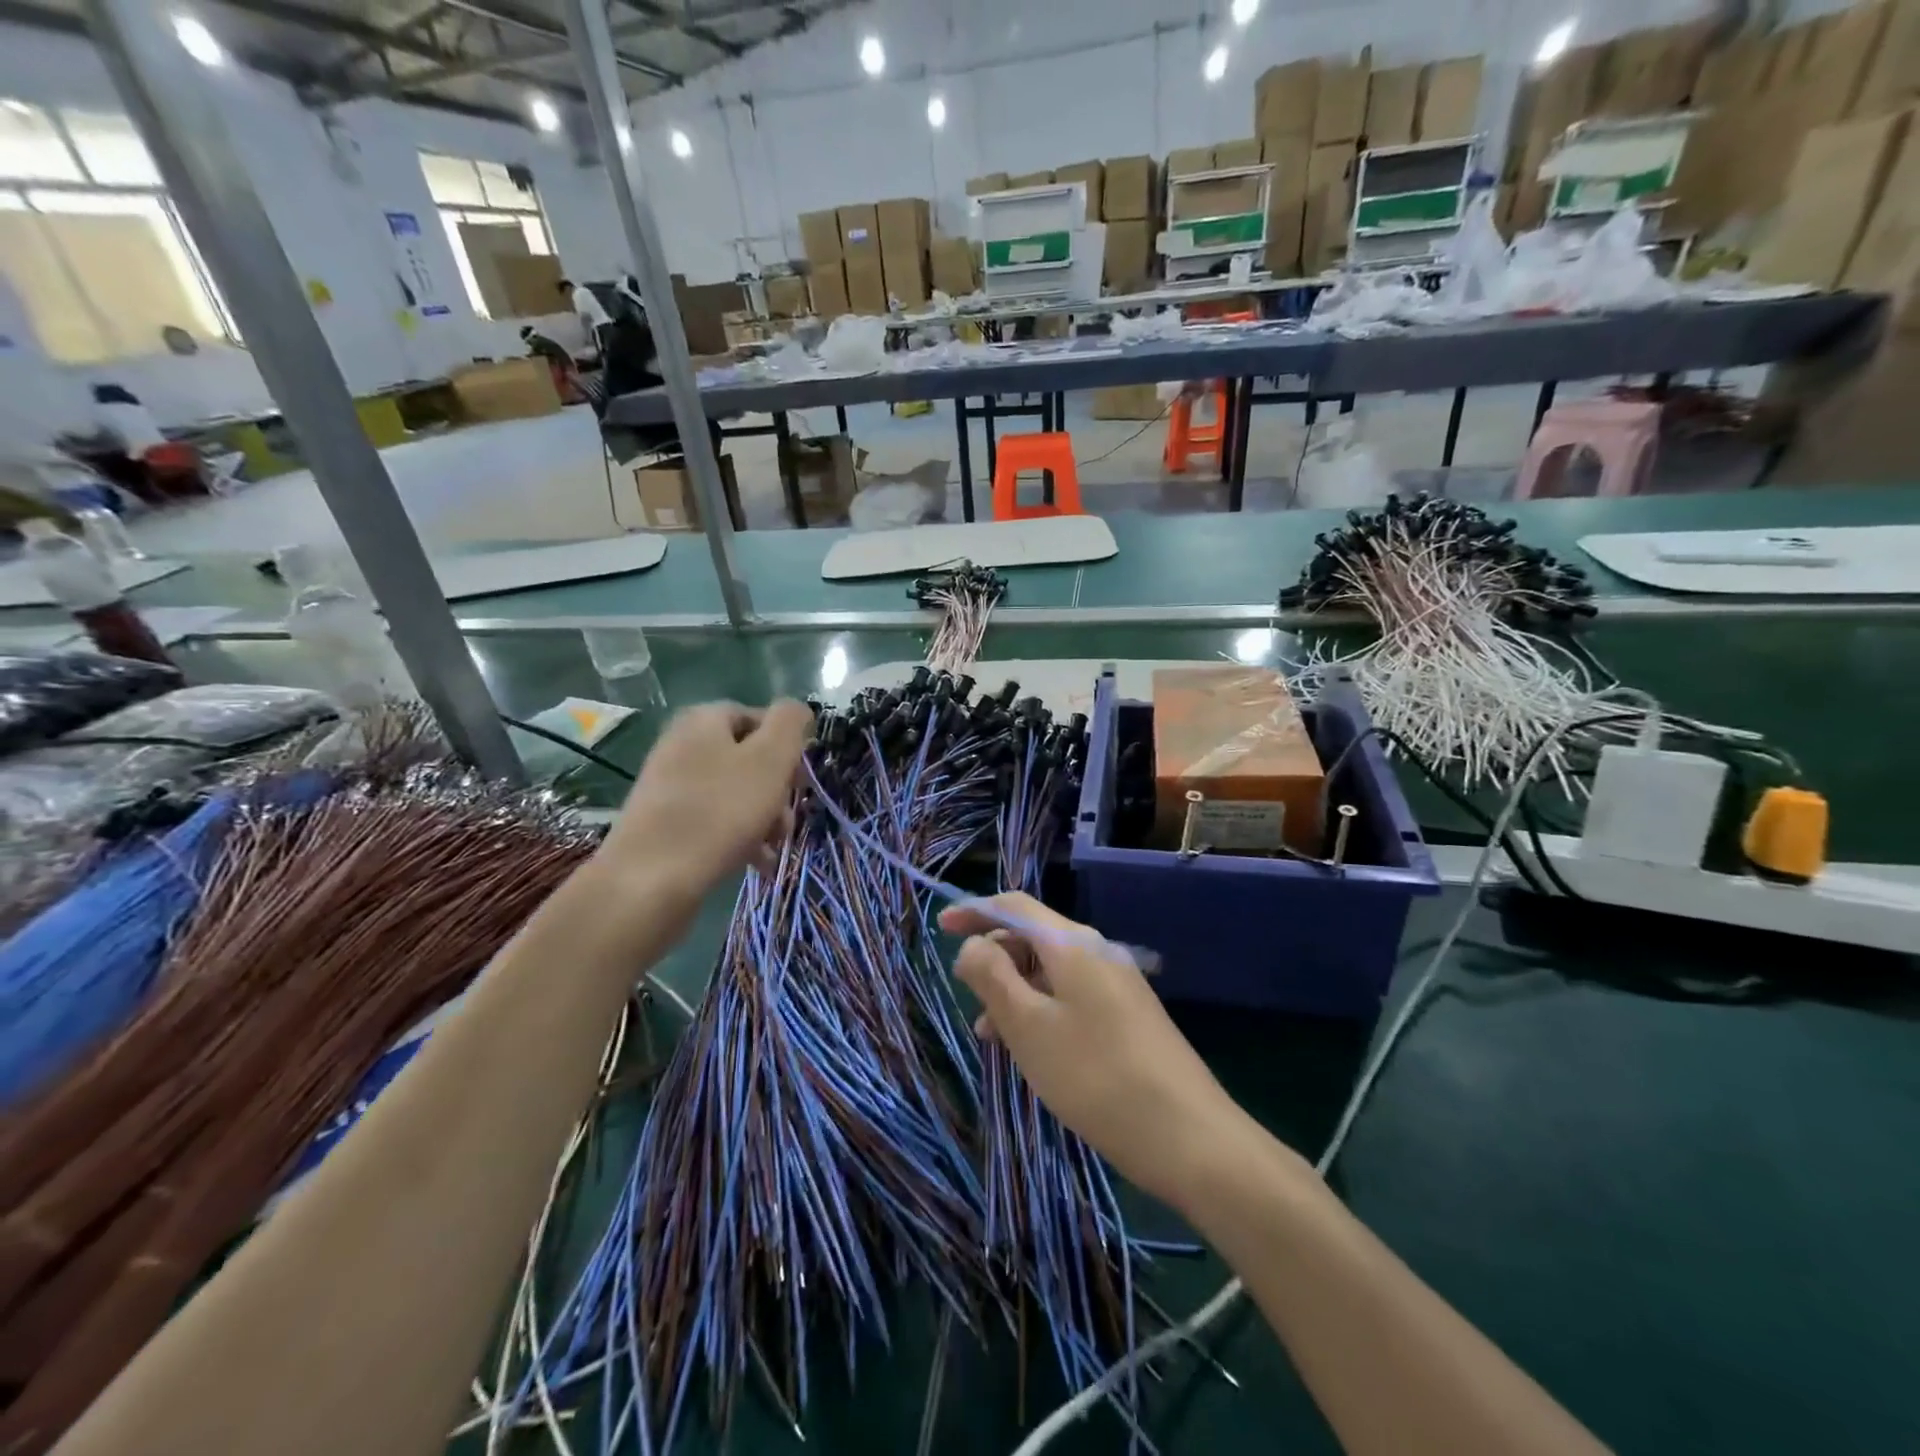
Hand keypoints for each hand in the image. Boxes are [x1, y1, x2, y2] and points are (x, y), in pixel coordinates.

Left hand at [596, 699, 811, 906]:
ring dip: (764, 817)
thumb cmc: (720, 811)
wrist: (649, 880)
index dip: (787, 746)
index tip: (800, 780)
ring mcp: (669, 785)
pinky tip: (756, 862)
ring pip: (734, 792)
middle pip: (748, 757)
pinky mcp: (664, 823)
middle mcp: (682, 744)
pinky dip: (739, 836)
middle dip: (777, 788)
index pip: (759, 717)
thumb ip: (790, 723)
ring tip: (775, 846)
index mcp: (704, 720)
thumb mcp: (770, 758)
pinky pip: (714, 819)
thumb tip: (797, 709)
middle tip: (789, 819)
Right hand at [939, 893, 1251, 1209]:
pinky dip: (1041, 1010)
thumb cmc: (1096, 1075)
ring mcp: (1117, 984)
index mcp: (1073, 944)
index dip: (975, 911)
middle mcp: (1097, 952)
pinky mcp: (1128, 1016)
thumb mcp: (1029, 1026)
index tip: (941, 928)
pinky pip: (1071, 997)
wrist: (1190, 1137)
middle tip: (965, 992)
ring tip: (989, 1035)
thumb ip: (993, 977)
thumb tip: (972, 944)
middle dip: (994, 957)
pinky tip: (1030, 1049)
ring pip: (1050, 971)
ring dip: (1014, 990)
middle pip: (1033, 936)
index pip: (1014, 906)